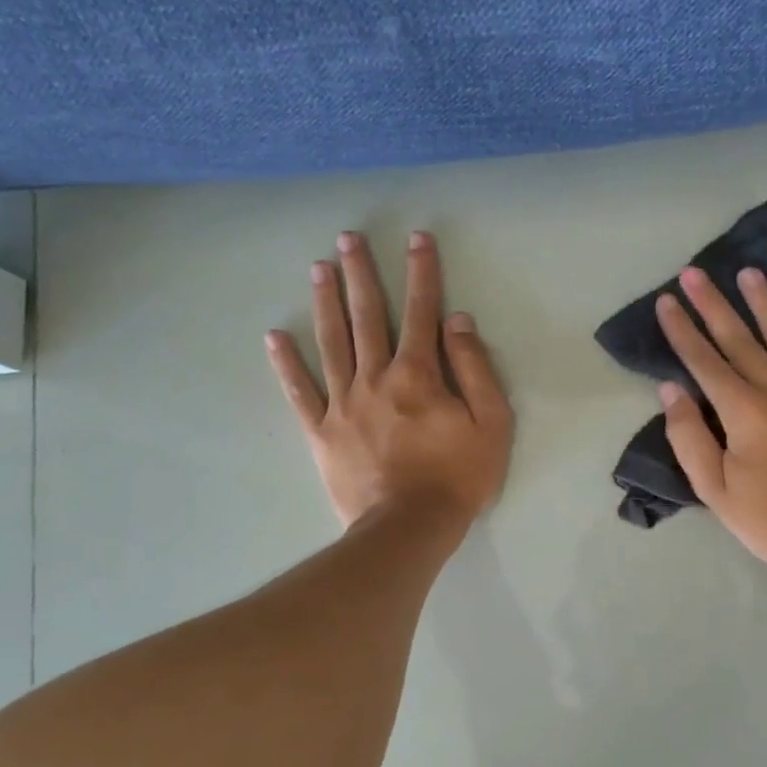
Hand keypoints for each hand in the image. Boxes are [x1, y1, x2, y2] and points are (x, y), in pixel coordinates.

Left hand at [266, 231, 512, 534]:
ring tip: (318, 269)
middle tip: (348, 238)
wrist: (409, 527)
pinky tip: (274, 337)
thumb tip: (457, 322)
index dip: (421, 272)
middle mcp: (376, 378)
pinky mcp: (321, 431)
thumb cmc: (458, 476)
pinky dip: (286, 364)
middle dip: (360, 274)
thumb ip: (475, 369)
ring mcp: (343, 404)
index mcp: (419, 374)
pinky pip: (299, 392)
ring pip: (331, 343)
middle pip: (367, 316)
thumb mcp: (491, 423)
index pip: (422, 312)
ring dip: (325, 303)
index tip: (417, 239)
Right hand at [655, 266, 766, 570]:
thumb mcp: (714, 489)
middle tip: (696, 272)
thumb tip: (672, 391)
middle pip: (740, 339)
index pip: (704, 361)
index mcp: (743, 410)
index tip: (668, 301)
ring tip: (751, 274)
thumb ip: (689, 437)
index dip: (682, 330)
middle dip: (714, 305)